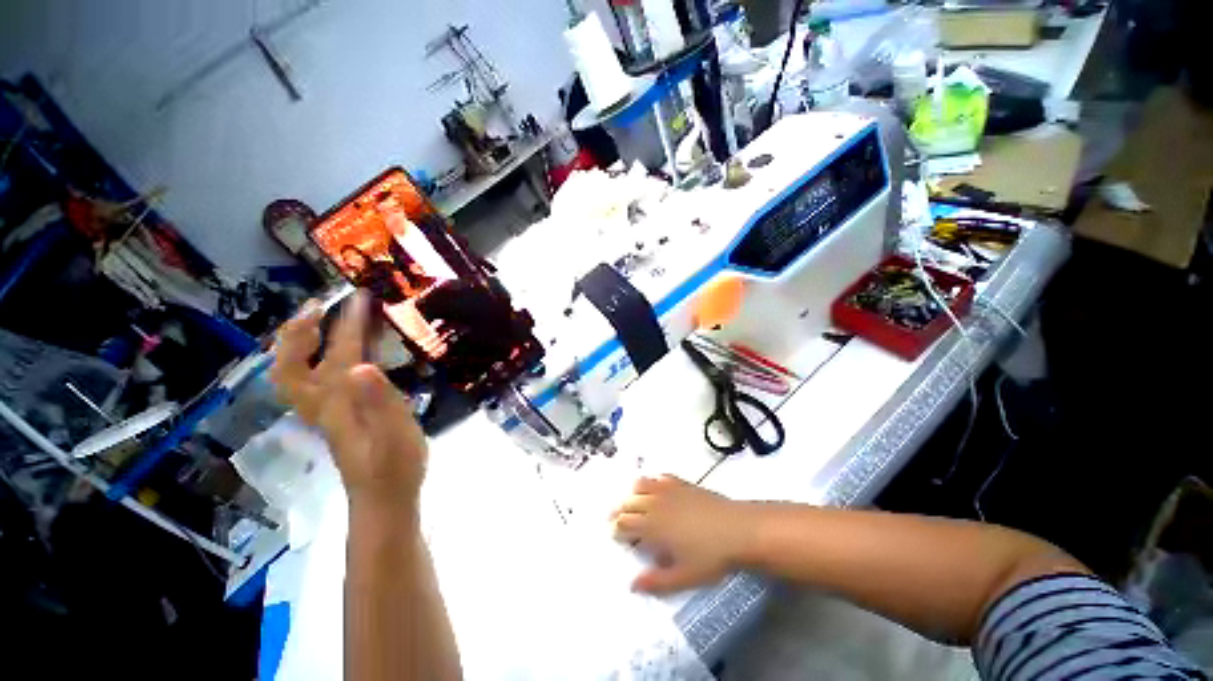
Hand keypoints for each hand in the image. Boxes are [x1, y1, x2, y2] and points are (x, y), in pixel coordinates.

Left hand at [271, 292, 428, 511]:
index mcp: (339, 403)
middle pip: (291, 365)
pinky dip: (313, 361)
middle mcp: (324, 404)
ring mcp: (327, 413)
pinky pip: (313, 383)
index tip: (360, 298)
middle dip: (299, 331)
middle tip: (317, 306)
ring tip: (316, 321)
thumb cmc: (395, 468)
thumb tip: (362, 366)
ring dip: (299, 344)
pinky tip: (336, 354)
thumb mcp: (395, 434)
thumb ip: (380, 402)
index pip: (340, 354)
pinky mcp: (337, 419)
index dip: (349, 324)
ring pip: (294, 375)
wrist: (385, 499)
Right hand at [610, 475, 756, 593]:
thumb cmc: (710, 557)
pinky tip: (655, 489)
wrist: (737, 529)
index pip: (625, 524)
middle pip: (628, 503)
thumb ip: (656, 581)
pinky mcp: (681, 482)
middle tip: (615, 519)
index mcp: (652, 526)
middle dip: (618, 511)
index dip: (616, 530)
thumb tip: (632, 584)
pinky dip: (651, 482)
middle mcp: (655, 503)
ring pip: (640, 485)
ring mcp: (668, 490)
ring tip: (632, 502)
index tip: (613, 535)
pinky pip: (659, 477)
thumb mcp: (684, 577)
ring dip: (632, 494)